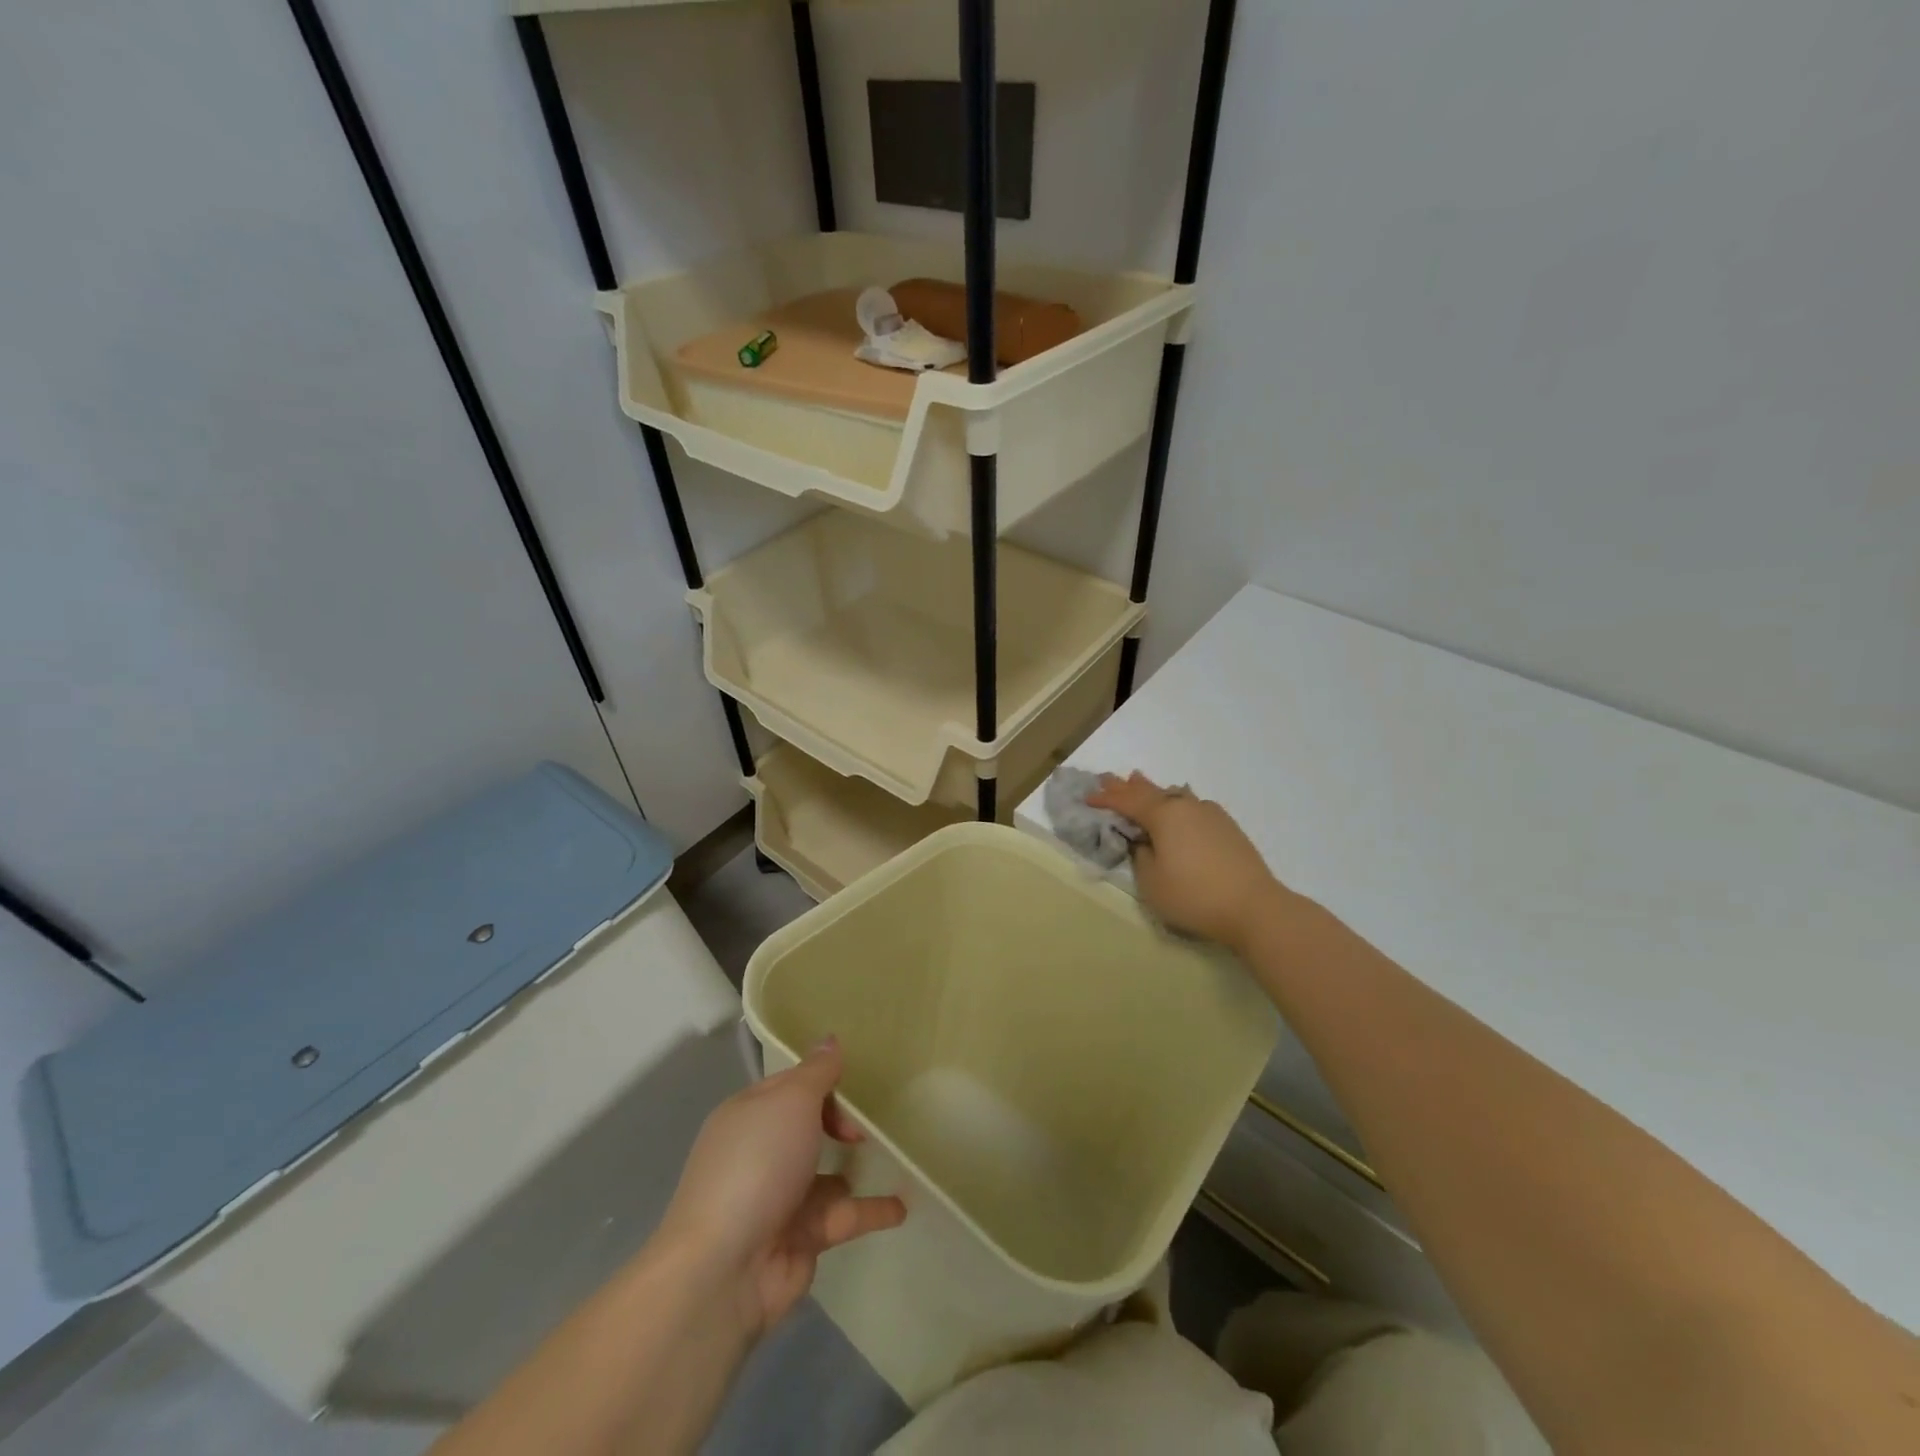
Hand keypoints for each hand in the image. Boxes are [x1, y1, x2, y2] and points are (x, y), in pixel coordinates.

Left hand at [657, 1039, 905, 1341]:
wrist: (724, 1269)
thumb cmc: (757, 1165)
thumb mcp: (791, 1101)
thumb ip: (818, 1072)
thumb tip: (830, 1038)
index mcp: (749, 1115)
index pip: (791, 1085)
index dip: (823, 1080)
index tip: (860, 1080)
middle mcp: (761, 1153)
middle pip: (808, 1126)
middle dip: (841, 1121)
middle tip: (873, 1121)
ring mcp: (780, 1198)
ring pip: (827, 1173)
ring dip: (856, 1167)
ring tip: (899, 1154)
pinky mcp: (800, 1240)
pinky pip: (843, 1216)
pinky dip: (871, 1210)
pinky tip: (904, 1205)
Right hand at [1087, 772, 1287, 952]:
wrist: (1255, 907)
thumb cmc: (1194, 895)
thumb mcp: (1151, 882)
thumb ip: (1141, 855)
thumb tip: (1144, 841)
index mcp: (1163, 814)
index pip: (1126, 801)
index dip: (1105, 799)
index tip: (1087, 798)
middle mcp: (1186, 805)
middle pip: (1150, 791)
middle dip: (1126, 786)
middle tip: (1106, 778)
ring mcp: (1210, 813)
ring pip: (1173, 795)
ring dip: (1152, 790)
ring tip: (1138, 781)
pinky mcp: (1227, 826)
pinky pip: (1191, 805)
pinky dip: (1174, 802)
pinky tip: (1177, 803)